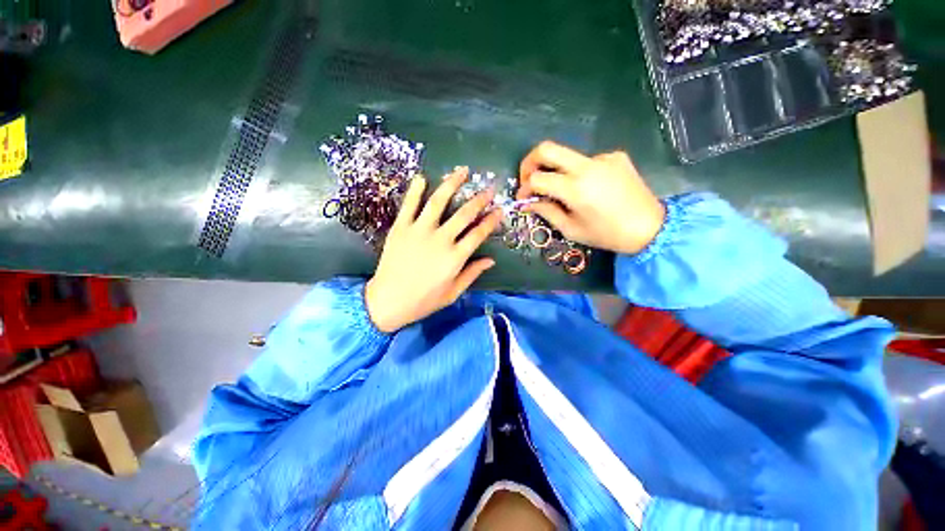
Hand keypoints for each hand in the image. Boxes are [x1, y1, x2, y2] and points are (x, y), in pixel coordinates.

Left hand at [365, 168, 502, 332]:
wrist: (388, 301)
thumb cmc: (423, 300)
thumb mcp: (453, 292)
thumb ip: (472, 274)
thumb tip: (490, 260)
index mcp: (455, 257)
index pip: (478, 233)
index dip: (491, 220)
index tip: (499, 210)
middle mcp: (440, 240)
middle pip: (464, 214)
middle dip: (479, 200)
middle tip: (489, 189)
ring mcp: (419, 231)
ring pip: (438, 202)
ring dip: (451, 184)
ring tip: (462, 171)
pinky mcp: (400, 228)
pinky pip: (409, 205)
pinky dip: (416, 190)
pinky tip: (423, 178)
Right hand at [516, 141, 665, 254]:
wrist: (650, 227)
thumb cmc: (607, 234)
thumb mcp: (571, 229)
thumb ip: (546, 212)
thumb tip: (528, 202)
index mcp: (575, 188)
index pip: (537, 178)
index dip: (524, 188)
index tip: (523, 198)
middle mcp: (587, 165)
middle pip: (547, 148)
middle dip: (529, 162)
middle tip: (528, 178)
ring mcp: (603, 157)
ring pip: (567, 156)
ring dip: (557, 171)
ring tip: (565, 192)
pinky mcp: (615, 156)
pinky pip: (587, 161)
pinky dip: (579, 173)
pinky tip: (590, 189)